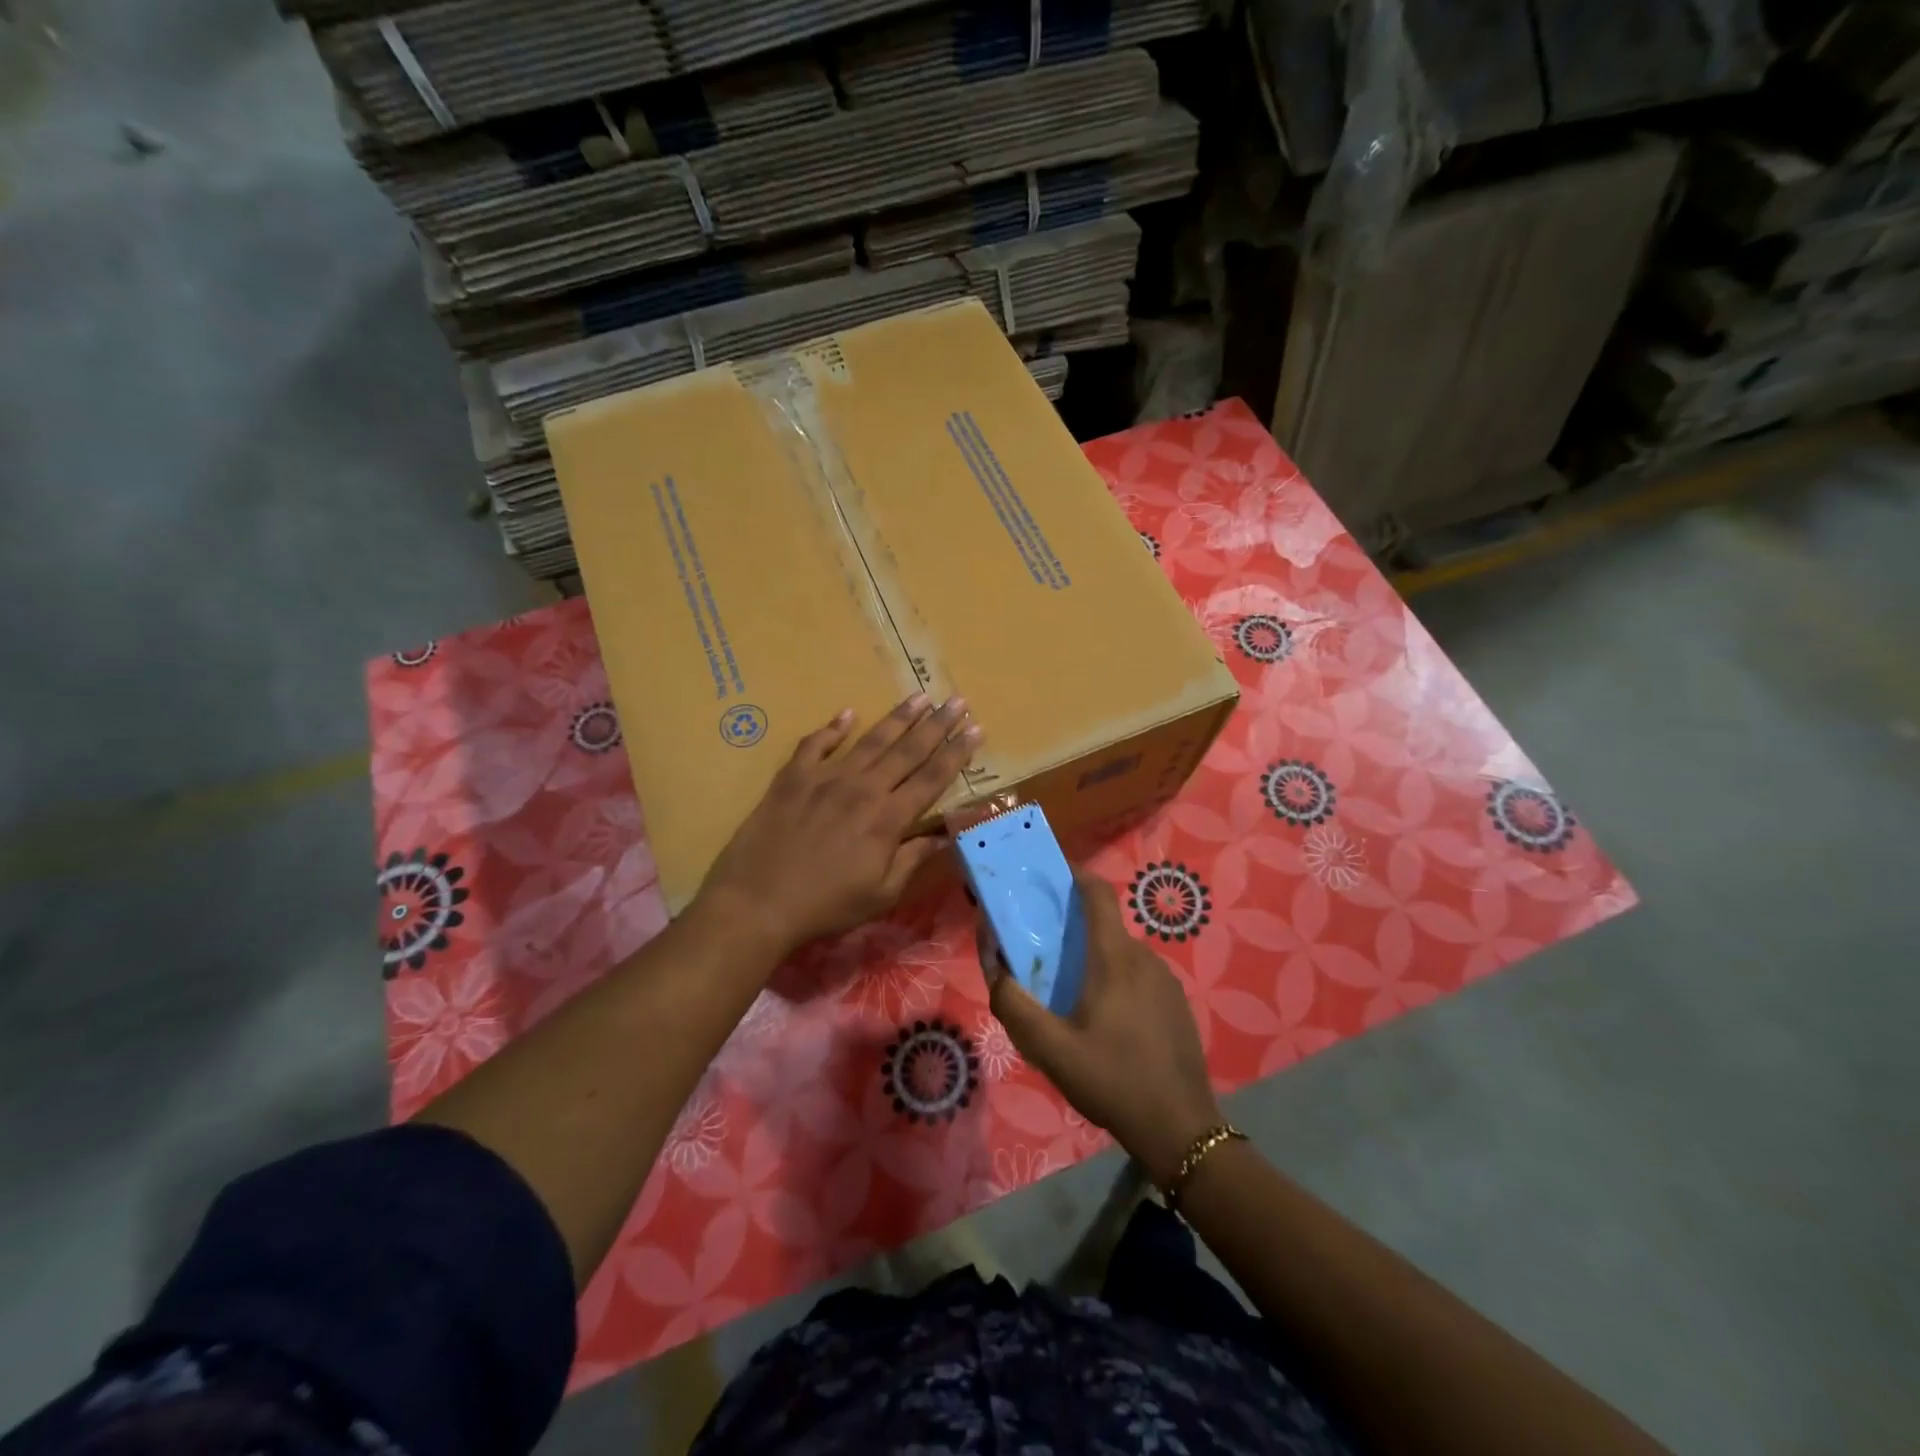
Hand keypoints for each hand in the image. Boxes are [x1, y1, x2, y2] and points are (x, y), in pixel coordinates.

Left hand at [699, 694, 981, 956]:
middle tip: (957, 700)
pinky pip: (815, 744)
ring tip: (920, 696)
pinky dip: (832, 728)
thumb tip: (945, 836)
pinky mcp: (793, 777)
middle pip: (908, 750)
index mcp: (888, 818)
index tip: (976, 729)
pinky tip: (846, 714)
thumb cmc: (826, 905)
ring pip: (870, 739)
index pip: (932, 778)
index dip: (957, 753)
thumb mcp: (881, 894)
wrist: (758, 902)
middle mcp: (863, 788)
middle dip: (937, 724)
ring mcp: (825, 778)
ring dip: (898, 717)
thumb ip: (913, 859)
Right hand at [986, 870, 1223, 1185]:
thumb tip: (997, 969)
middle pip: (1104, 927)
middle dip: (1073, 931)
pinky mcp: (1177, 1004)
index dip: (1074, 875)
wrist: (1180, 1129)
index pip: (1097, 893)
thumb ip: (1014, 1005)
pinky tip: (1106, 1024)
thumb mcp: (1050, 1049)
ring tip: (1071, 999)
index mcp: (1114, 959)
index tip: (1049, 877)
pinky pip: (1139, 977)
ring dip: (1095, 962)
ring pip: (1121, 955)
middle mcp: (1144, 958)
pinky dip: (1117, 983)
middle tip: (1044, 958)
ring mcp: (1166, 981)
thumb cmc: (1111, 1081)